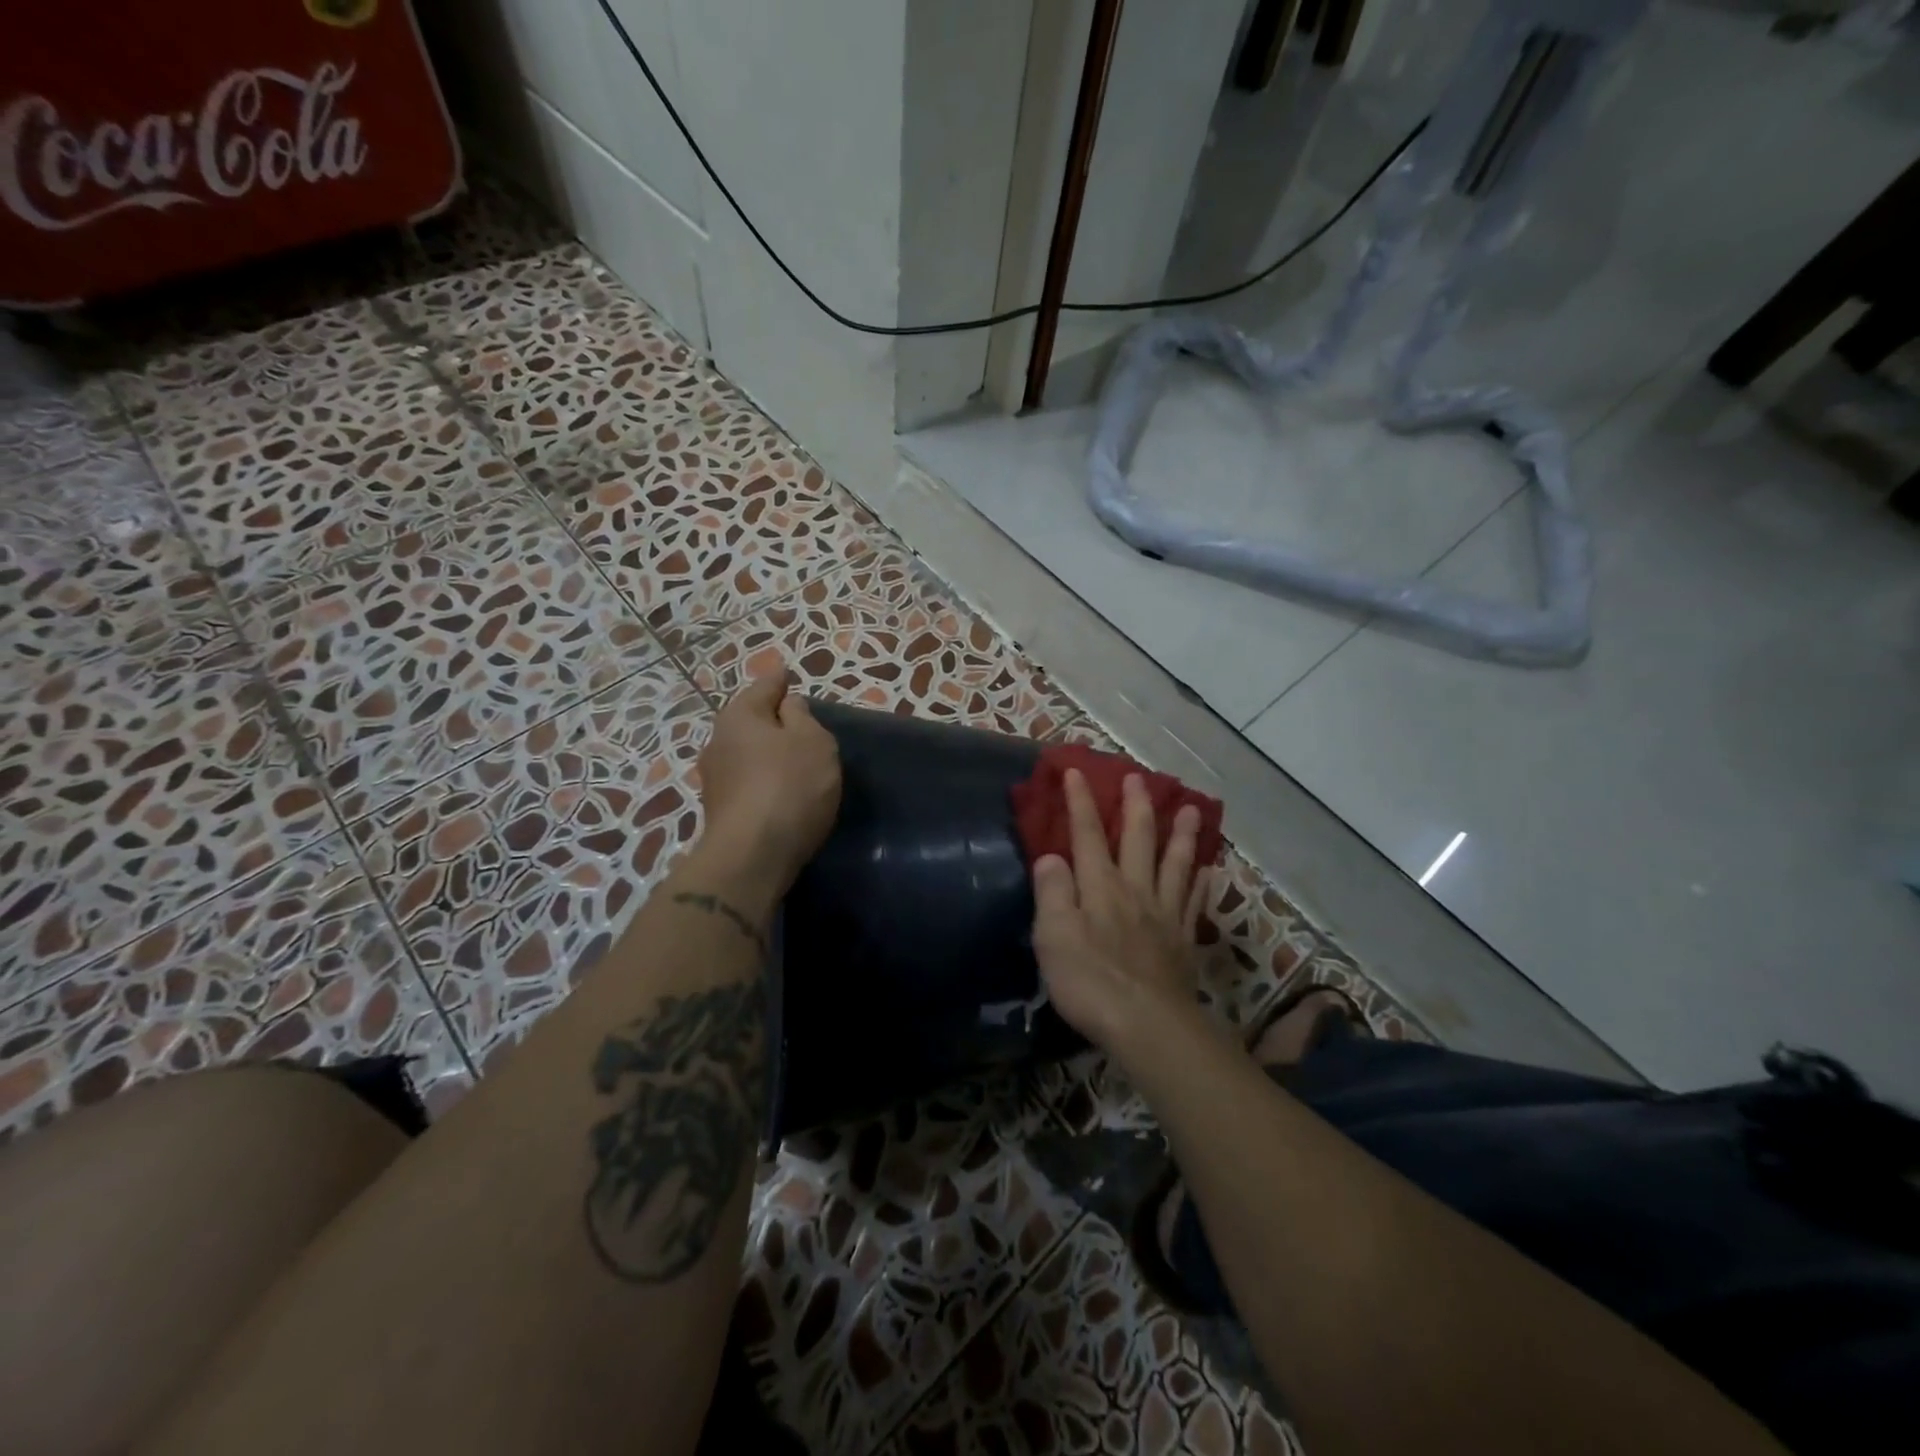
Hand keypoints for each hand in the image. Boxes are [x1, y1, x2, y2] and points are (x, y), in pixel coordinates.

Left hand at [696, 671, 841, 889]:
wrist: (753, 856)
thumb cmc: (789, 786)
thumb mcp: (813, 741)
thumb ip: (802, 717)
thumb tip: (788, 706)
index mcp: (739, 715)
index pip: (764, 686)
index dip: (780, 681)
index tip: (788, 675)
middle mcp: (718, 741)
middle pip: (751, 721)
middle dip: (772, 720)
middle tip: (801, 723)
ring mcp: (715, 779)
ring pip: (747, 753)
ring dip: (767, 754)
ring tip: (795, 760)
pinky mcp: (720, 811)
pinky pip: (748, 782)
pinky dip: (764, 780)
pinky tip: (782, 791)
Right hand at [1031, 768, 1209, 1057]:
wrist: (1147, 1025)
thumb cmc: (1090, 981)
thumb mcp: (1053, 937)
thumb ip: (1052, 893)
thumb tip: (1051, 856)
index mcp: (1100, 886)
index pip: (1088, 834)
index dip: (1081, 802)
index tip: (1077, 772)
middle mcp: (1135, 890)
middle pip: (1138, 839)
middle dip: (1136, 806)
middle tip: (1139, 777)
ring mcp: (1164, 914)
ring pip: (1175, 864)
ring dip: (1181, 835)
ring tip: (1190, 810)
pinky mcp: (1183, 940)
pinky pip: (1195, 902)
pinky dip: (1203, 882)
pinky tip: (1212, 870)